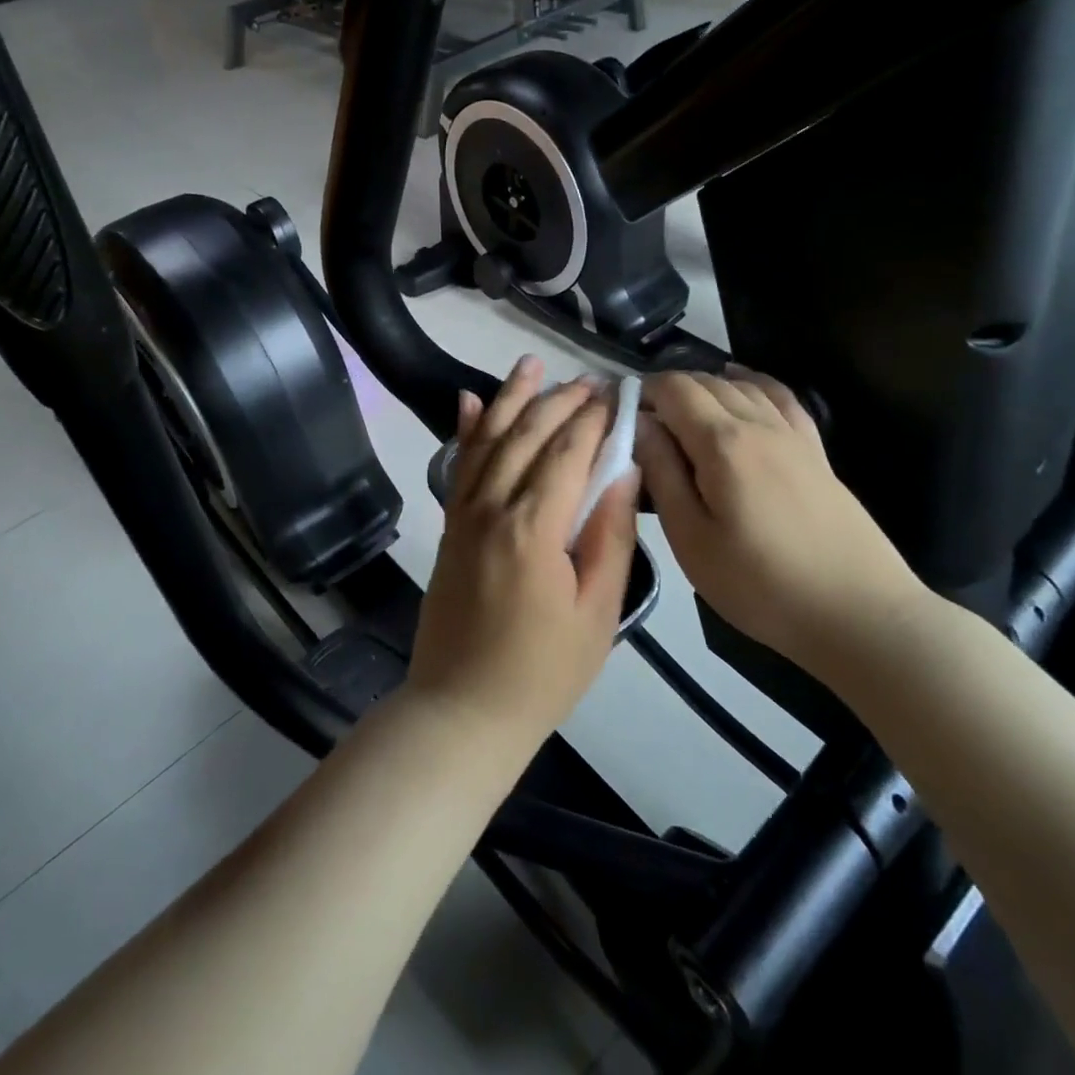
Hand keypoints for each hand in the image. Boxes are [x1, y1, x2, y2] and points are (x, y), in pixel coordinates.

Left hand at [407, 357, 639, 754]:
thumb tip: (625, 471)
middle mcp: (491, 507)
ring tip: (532, 364)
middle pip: (527, 435)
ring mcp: (463, 514)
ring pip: (487, 439)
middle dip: (561, 401)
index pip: (567, 452)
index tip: (619, 395)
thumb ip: (611, 535)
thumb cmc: (543, 671)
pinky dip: (465, 430)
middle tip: (592, 381)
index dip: (595, 419)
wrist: (463, 710)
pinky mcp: (449, 526)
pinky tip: (469, 401)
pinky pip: (458, 466)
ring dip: (511, 398)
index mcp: (532, 527)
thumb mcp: (598, 612)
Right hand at [633, 370, 926, 673]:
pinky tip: (742, 382)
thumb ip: (662, 474)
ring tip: (680, 412)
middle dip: (668, 391)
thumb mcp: (692, 539)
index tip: (621, 417)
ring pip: (741, 385)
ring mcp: (792, 433)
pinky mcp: (815, 450)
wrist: (858, 613)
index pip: (673, 390)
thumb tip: (639, 425)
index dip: (642, 392)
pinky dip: (754, 382)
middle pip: (706, 382)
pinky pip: (781, 397)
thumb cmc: (761, 584)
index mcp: (722, 442)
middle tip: (643, 426)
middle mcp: (758, 422)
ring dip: (705, 387)